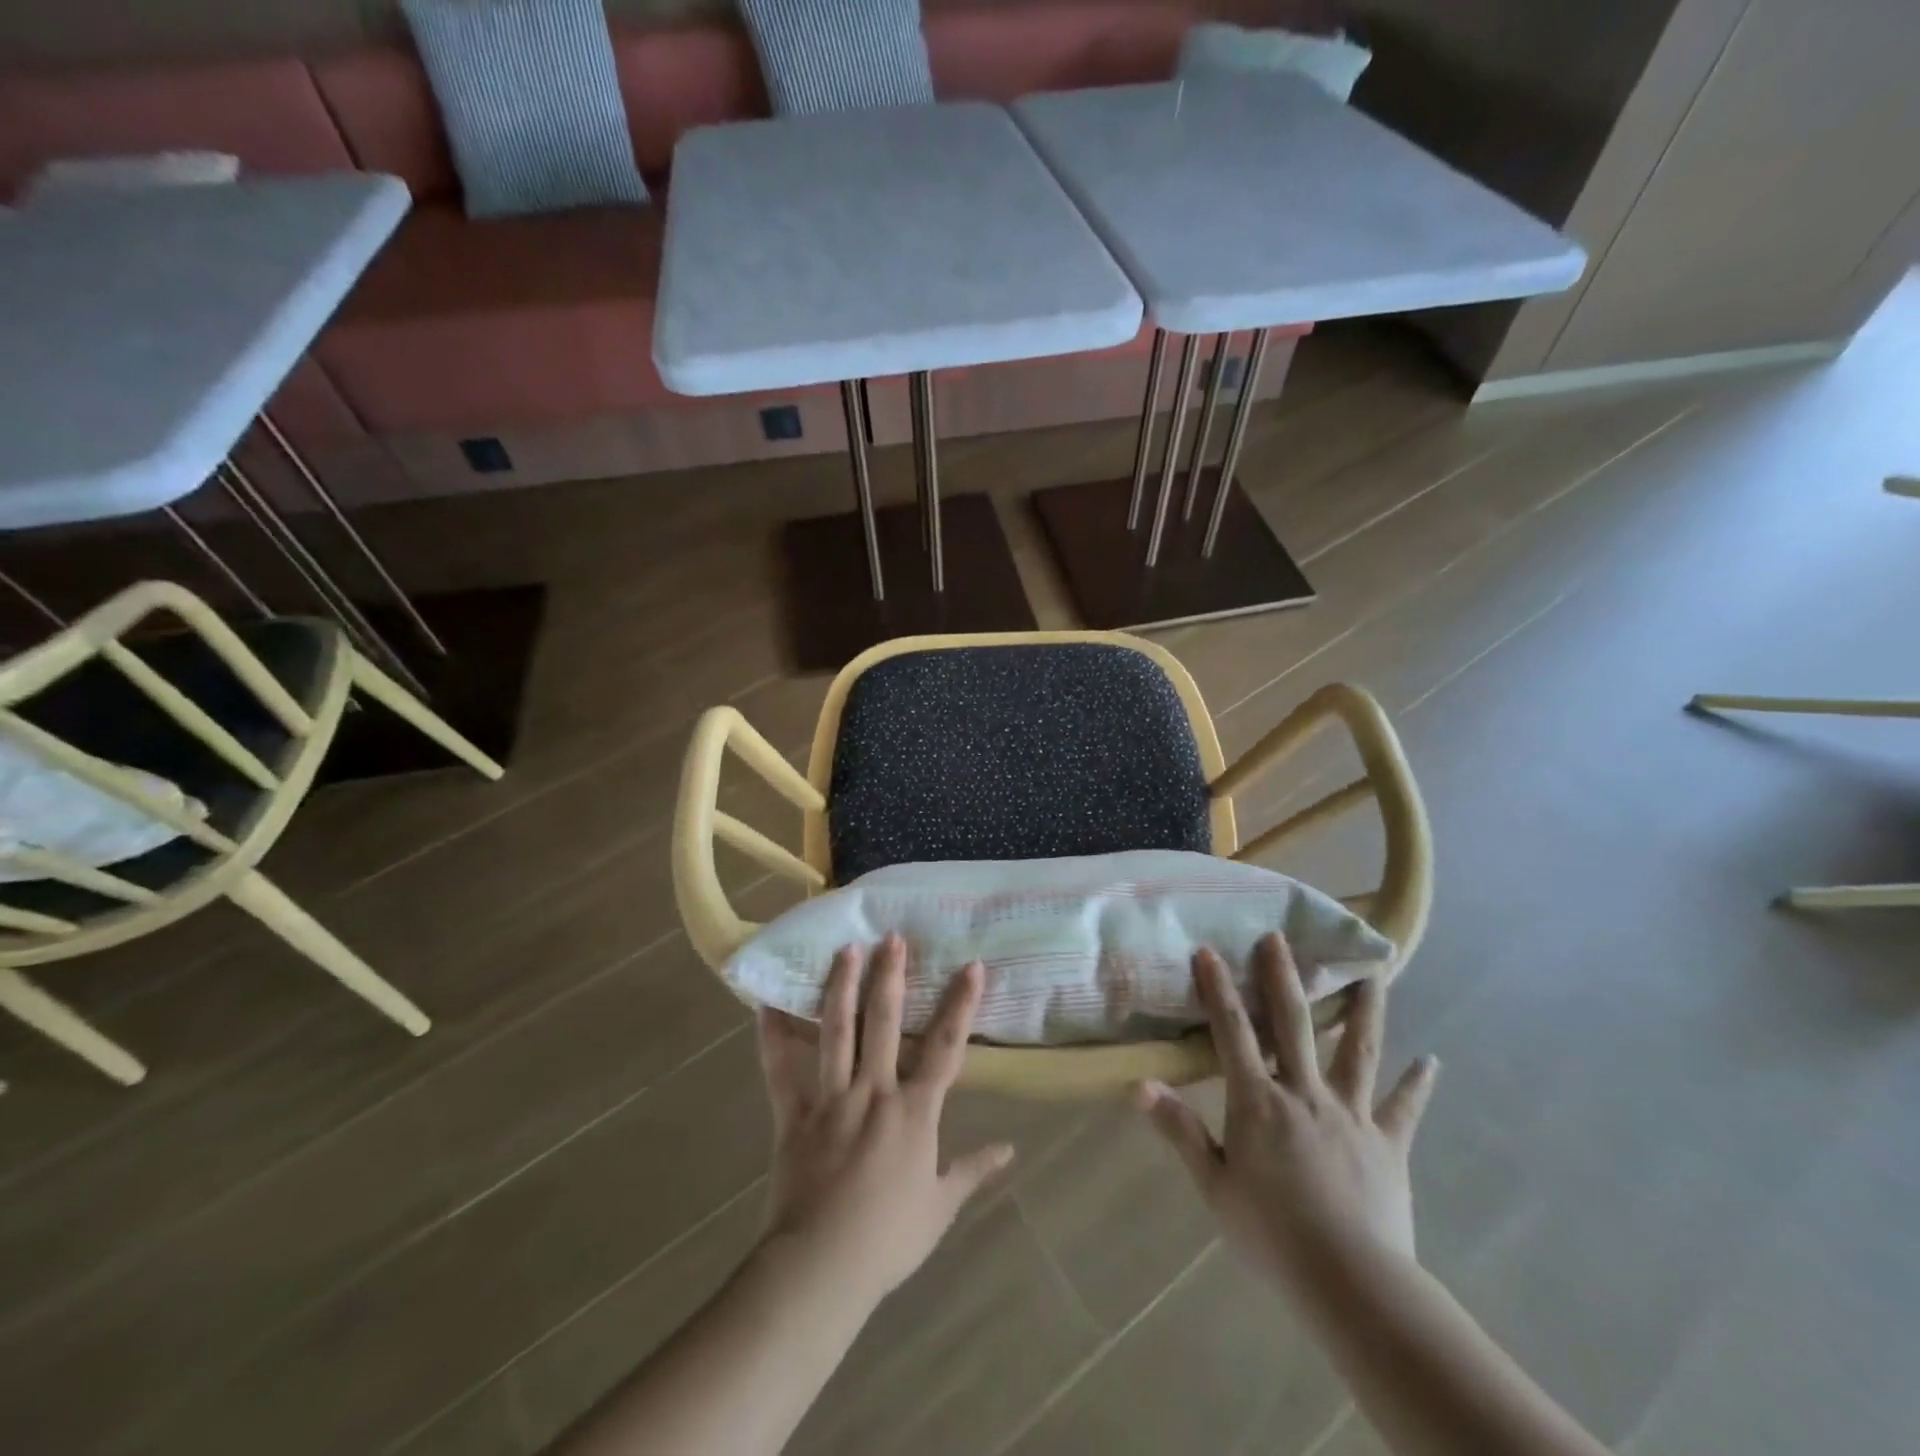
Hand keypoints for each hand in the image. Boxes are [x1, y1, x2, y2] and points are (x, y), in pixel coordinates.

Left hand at [756, 935, 1013, 1302]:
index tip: (972, 965)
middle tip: (892, 937)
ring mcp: (831, 1099)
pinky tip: (763, 1004)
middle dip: (891, 976)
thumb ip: (972, 1171)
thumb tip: (1009, 1150)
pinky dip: (771, 1038)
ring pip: (837, 1032)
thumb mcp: (940, 1207)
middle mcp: (875, 1092)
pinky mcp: (794, 1115)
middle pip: (886, 1023)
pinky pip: (779, 1071)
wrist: (822, 1267)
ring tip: (845, 949)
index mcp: (915, 1112)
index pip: (947, 1047)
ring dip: (841, 987)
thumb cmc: (888, 1239)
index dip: (961, 1004)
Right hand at [1137, 934, 1439, 1290]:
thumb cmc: (1271, 1233)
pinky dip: (1417, 1085)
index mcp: (1259, 1101)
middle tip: (1279, 937)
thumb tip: (1139, 1083)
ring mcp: (1352, 1115)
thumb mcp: (1214, 1185)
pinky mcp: (1388, 1144)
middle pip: (1293, 1024)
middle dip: (1282, 977)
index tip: (1209, 951)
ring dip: (1364, 1010)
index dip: (1219, 989)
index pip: (1233, 1033)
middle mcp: (1305, 1093)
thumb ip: (1179, 1129)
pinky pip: (1403, 1109)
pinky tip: (1432, 1062)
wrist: (1350, 1282)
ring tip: (1375, 971)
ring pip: (1358, 1051)